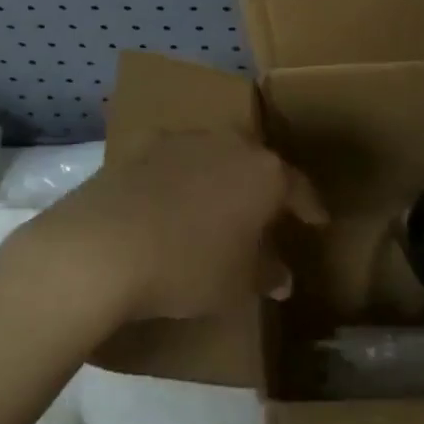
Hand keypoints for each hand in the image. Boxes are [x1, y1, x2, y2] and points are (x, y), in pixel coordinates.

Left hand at [30, 132, 327, 321]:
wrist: (105, 245)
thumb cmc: (188, 266)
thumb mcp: (236, 284)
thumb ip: (265, 274)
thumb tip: (282, 277)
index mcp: (264, 174)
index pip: (299, 187)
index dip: (310, 207)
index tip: (318, 221)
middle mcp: (232, 144)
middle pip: (257, 165)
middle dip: (264, 188)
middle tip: (266, 215)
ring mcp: (188, 139)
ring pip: (217, 155)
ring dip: (221, 178)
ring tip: (217, 207)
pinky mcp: (145, 144)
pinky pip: (176, 158)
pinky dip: (180, 175)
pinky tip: (169, 197)